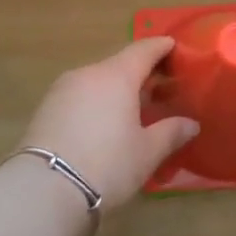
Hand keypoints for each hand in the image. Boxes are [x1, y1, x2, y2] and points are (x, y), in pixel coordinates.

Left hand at [22, 38, 198, 209]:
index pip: (143, 50)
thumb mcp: (147, 152)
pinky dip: (97, 101)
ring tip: (133, 108)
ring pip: (98, 80)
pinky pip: (81, 95)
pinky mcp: (46, 108)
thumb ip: (171, 132)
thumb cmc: (107, 164)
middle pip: (119, 64)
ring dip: (117, 89)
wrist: (44, 189)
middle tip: (161, 86)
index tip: (174, 46)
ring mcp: (63, 89)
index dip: (161, 47)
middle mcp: (88, 73)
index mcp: (117, 76)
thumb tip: (191, 124)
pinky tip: (104, 122)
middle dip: (141, 72)